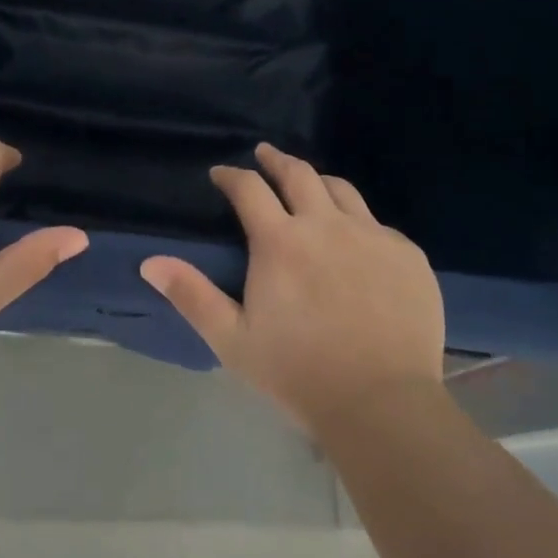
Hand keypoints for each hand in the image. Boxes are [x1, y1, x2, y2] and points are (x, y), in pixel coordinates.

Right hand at [139, 143, 444, 434]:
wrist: (382, 404)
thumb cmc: (298, 373)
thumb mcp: (232, 340)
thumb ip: (192, 295)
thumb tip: (150, 262)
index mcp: (281, 241)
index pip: (249, 189)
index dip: (231, 175)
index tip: (221, 174)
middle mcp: (326, 224)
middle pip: (298, 173)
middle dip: (275, 159)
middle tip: (264, 154)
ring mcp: (372, 235)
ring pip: (341, 190)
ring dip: (318, 181)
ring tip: (309, 185)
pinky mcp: (407, 254)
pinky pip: (378, 224)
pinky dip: (358, 222)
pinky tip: (356, 241)